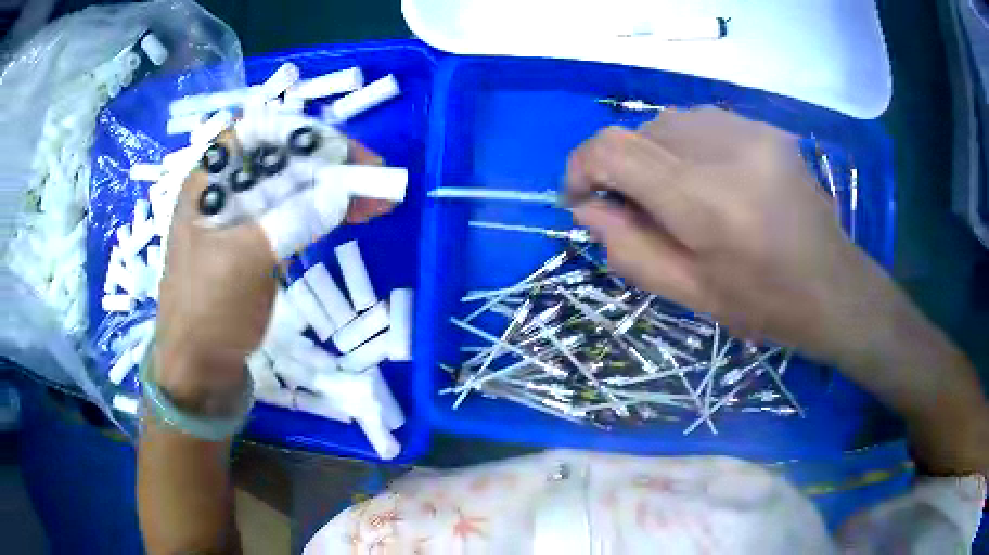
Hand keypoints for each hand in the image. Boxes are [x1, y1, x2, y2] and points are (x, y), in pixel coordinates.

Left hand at [154, 138, 392, 409]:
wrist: (200, 366)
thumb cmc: (206, 311)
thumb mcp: (241, 264)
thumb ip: (288, 222)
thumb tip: (341, 193)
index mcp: (212, 182)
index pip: (258, 133)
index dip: (299, 132)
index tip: (339, 151)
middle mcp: (230, 189)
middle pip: (285, 158)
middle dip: (331, 163)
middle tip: (375, 177)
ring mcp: (248, 216)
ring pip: (298, 186)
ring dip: (337, 188)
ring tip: (378, 201)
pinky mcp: (263, 240)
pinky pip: (300, 214)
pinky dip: (328, 213)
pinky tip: (354, 217)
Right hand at [566, 107, 890, 363]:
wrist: (832, 287)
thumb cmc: (763, 303)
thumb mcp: (689, 293)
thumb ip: (629, 249)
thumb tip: (587, 208)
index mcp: (703, 201)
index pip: (612, 149)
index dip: (581, 167)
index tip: (583, 198)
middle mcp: (724, 150)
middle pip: (638, 131)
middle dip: (623, 168)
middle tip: (641, 210)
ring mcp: (750, 131)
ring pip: (669, 122)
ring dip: (656, 155)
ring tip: (680, 196)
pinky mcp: (766, 128)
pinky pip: (704, 122)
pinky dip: (689, 146)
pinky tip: (713, 180)